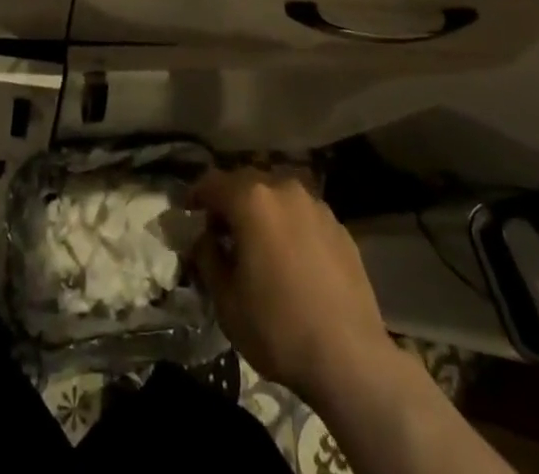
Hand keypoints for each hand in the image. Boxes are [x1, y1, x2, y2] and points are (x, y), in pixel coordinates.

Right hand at [188, 169, 396, 405]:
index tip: (188, 213)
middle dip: (229, 200)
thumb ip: (207, 258)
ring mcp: (315, 204)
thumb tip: (204, 238)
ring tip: (258, 241)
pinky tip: (291, 255)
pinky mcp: (339, 225)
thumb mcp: (226, 301)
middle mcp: (283, 188)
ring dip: (261, 209)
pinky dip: (289, 224)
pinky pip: (302, 213)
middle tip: (221, 230)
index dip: (196, 195)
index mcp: (251, 199)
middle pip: (246, 181)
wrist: (350, 358)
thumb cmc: (278, 328)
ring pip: (277, 194)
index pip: (212, 182)